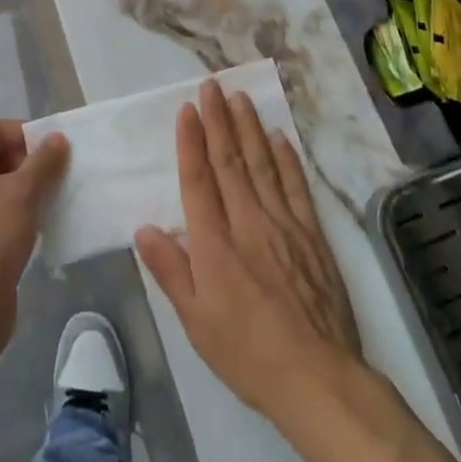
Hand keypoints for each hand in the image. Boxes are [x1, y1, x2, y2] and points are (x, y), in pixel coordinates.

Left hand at [0, 119, 68, 358]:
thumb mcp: (23, 192)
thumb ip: (43, 161)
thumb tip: (58, 138)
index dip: (25, 133)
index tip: (55, 148)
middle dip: (31, 160)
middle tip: (60, 172)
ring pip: (2, 184)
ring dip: (30, 186)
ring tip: (58, 195)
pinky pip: (1, 210)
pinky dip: (23, 209)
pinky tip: (46, 220)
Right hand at [135, 80, 362, 418]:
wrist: (317, 376)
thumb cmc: (246, 353)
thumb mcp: (195, 321)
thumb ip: (170, 270)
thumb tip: (143, 228)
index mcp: (215, 243)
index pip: (198, 179)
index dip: (191, 141)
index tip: (187, 109)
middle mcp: (247, 222)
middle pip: (230, 161)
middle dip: (218, 120)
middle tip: (212, 85)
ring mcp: (283, 224)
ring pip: (262, 164)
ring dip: (249, 128)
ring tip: (240, 98)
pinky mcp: (312, 235)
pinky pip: (296, 186)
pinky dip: (287, 159)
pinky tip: (279, 138)